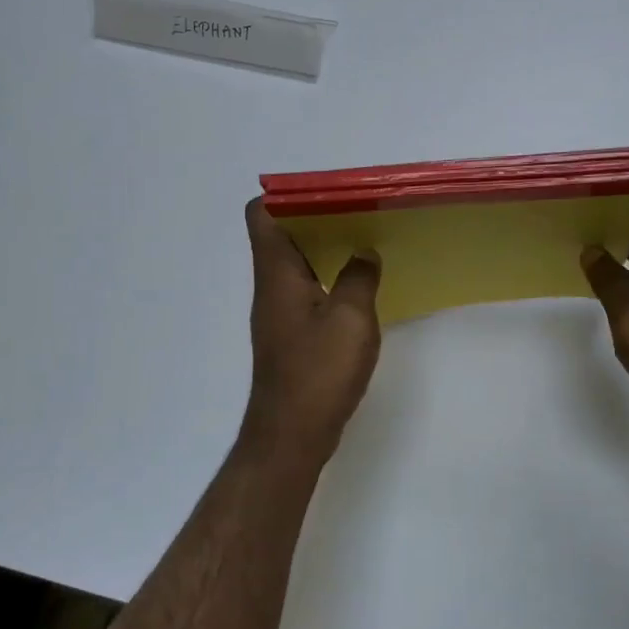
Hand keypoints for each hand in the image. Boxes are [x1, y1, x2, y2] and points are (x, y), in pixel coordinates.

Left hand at [243, 198, 381, 456]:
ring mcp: (279, 312)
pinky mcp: (291, 335)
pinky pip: (307, 289)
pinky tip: (360, 286)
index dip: (288, 195)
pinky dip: (329, 277)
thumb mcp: (351, 319)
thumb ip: (359, 278)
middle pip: (282, 235)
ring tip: (366, 240)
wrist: (291, 435)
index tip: (329, 192)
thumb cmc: (318, 372)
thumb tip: (364, 252)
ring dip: (326, 248)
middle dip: (318, 217)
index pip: (262, 214)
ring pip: (297, 263)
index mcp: (277, 273)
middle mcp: (271, 286)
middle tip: (359, 212)